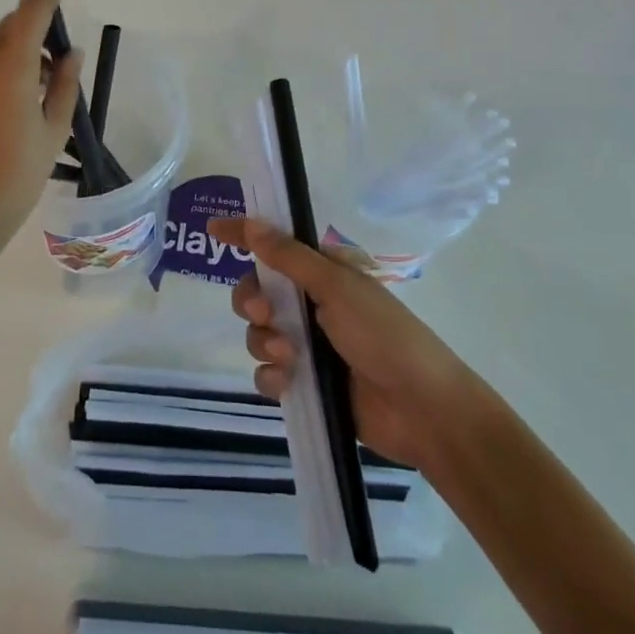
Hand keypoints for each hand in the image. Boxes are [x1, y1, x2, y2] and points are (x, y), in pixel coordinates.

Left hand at [0, 0, 83, 252]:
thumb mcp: (54, 130)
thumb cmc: (18, 175)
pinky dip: (5, 69)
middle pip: (12, 26)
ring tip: (46, 87)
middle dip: (40, 24)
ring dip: (23, 51)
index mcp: (11, 68)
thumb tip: (71, 52)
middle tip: (64, 54)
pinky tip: (19, 103)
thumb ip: (66, 84)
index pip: (32, 10)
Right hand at [207, 216, 498, 472]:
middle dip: (251, 300)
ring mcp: (309, 345)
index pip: (276, 245)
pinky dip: (271, 376)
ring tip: (290, 357)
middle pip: (258, 291)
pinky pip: (268, 372)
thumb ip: (289, 258)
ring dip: (264, 341)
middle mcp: (311, 303)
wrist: (421, 410)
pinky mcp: (307, 384)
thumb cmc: (383, 335)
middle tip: (262, 314)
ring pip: (258, 332)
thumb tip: (252, 223)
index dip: (244, 235)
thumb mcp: (336, 287)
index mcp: (323, 273)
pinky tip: (287, 383)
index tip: (212, 230)